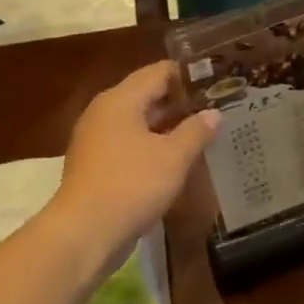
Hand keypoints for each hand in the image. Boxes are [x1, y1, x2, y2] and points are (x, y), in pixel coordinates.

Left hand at [45, 61, 219, 269]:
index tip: (217, 82)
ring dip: (167, 130)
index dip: (189, 75)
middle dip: (180, 104)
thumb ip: (195, 131)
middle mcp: (104, 113)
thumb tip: (213, 113)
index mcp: (120, 100)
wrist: (86, 231)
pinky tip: (175, 164)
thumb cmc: (132, 185)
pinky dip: (152, 150)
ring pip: (138, 125)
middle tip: (216, 110)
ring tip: (202, 136)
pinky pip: (130, 148)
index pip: (159, 72)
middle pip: (147, 97)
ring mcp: (96, 141)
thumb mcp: (173, 157)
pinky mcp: (96, 167)